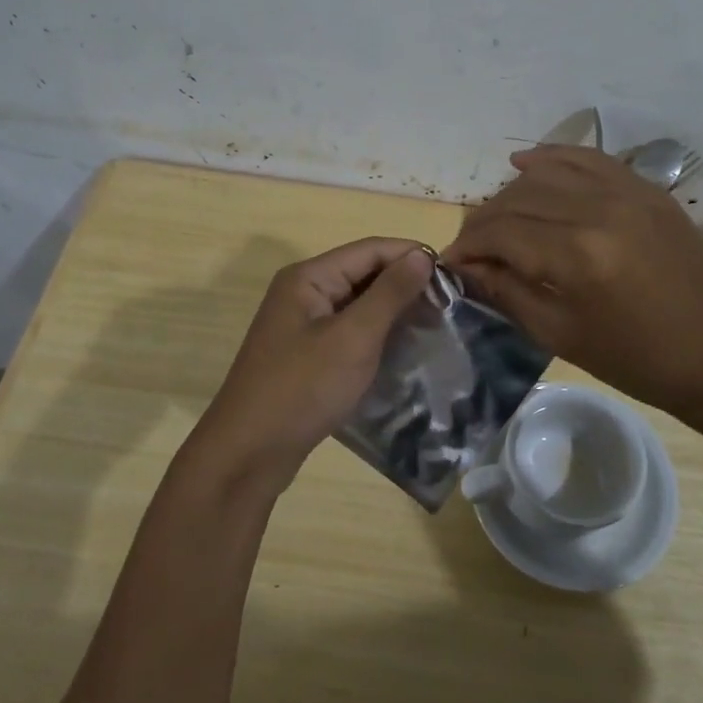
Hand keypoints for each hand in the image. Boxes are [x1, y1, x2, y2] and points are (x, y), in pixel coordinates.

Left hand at [193, 238, 434, 485]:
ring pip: (358, 303)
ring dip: (393, 310)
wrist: (249, 453)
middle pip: (363, 273)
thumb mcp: (353, 338)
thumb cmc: (303, 388)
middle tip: (450, 304)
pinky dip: (376, 334)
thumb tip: (422, 255)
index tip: (454, 275)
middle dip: (405, 283)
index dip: (412, 255)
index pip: (370, 250)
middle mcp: (303, 292)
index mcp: (309, 277)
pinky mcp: (307, 353)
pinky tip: (404, 348)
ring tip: (435, 324)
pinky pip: (349, 330)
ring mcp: (302, 324)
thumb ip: (389, 293)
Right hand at [443, 146, 702, 421]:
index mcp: (578, 253)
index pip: (500, 232)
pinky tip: (524, 162)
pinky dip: (551, 157)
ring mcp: (627, 191)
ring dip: (511, 194)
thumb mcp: (561, 334)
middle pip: (518, 198)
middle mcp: (598, 208)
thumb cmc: (638, 360)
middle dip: (483, 222)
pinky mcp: (646, 187)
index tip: (449, 263)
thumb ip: (507, 291)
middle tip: (471, 249)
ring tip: (498, 219)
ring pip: (546, 173)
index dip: (466, 246)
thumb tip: (466, 266)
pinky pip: (587, 158)